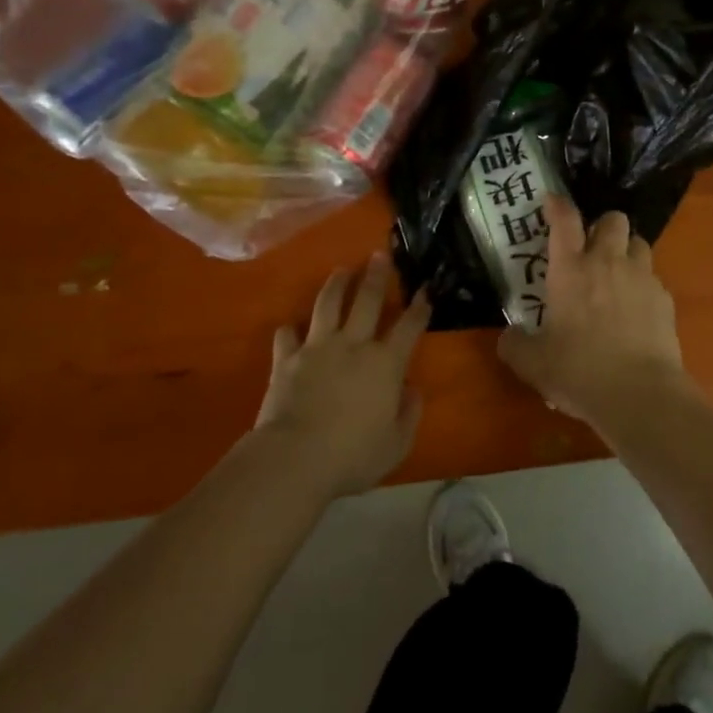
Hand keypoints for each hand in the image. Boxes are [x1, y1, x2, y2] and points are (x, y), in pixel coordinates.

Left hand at [254, 254, 428, 497]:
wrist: (295, 457)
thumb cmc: (352, 455)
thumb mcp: (395, 445)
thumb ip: (409, 414)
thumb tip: (412, 389)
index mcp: (385, 364)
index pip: (409, 327)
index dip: (420, 307)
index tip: (425, 290)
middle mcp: (353, 345)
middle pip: (367, 300)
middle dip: (376, 275)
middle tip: (380, 254)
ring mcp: (317, 348)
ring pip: (328, 304)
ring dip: (337, 284)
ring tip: (342, 270)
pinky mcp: (287, 359)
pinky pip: (286, 335)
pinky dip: (289, 330)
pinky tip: (290, 327)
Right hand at [497, 195, 689, 431]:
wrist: (640, 395)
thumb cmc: (579, 372)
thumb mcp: (533, 364)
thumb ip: (515, 345)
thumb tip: (508, 336)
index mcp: (570, 269)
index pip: (565, 220)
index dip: (558, 205)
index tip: (552, 200)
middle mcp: (607, 262)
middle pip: (613, 219)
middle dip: (603, 226)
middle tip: (592, 248)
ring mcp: (641, 278)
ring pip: (639, 242)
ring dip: (627, 251)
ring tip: (617, 274)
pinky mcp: (665, 299)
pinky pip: (654, 279)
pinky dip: (644, 286)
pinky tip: (636, 311)